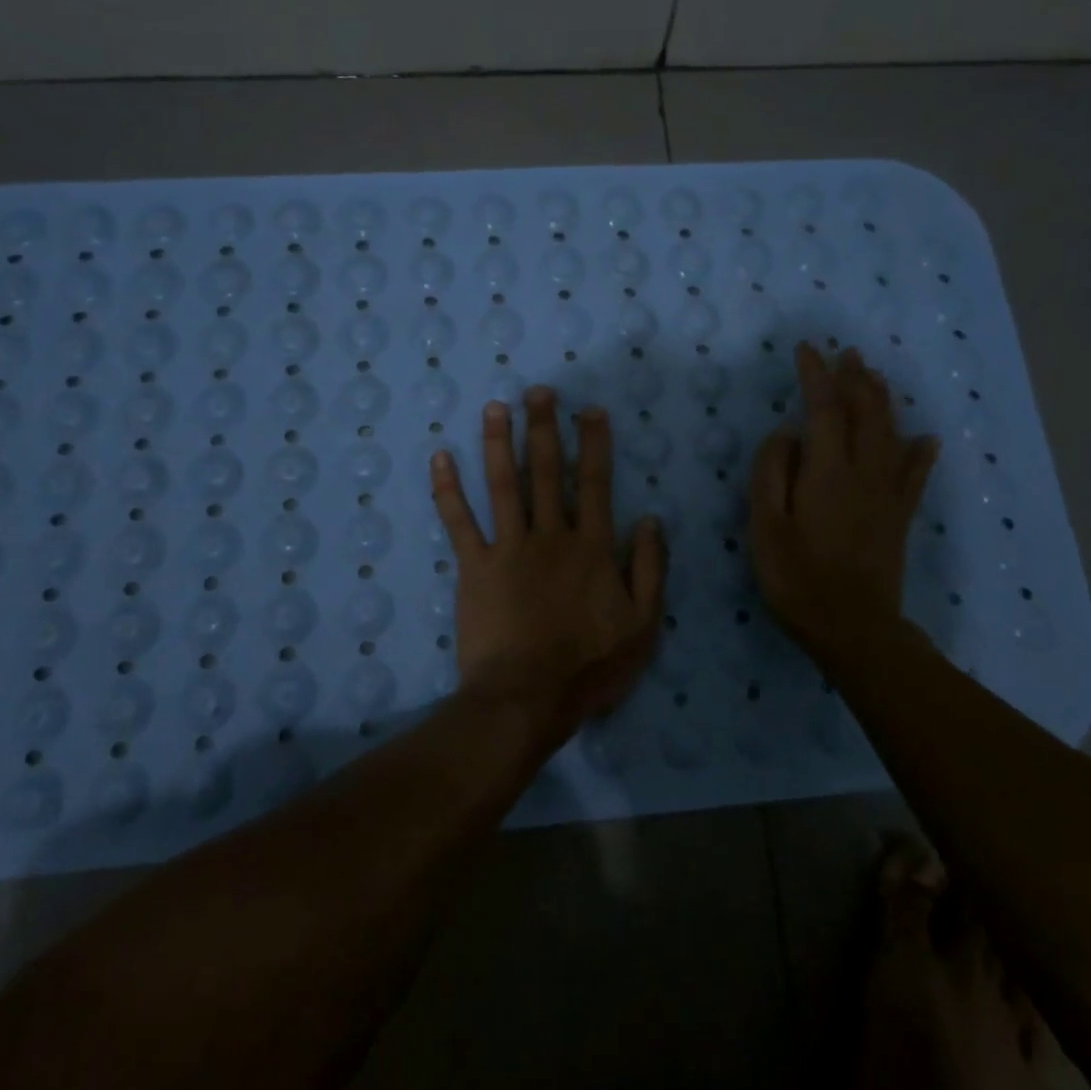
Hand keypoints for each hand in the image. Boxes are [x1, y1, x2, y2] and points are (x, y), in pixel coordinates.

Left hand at [431, 387, 667, 736]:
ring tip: (495, 407)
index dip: (593, 443)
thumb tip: (650, 518)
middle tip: (538, 391)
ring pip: (503, 484)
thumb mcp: (643, 624)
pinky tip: (440, 458)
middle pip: (547, 471)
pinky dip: (447, 489)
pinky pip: (458, 522)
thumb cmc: (590, 666)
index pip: (594, 482)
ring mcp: (508, 548)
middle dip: (544, 427)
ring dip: (498, 443)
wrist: (528, 697)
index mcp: (592, 546)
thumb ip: (650, 568)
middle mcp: (550, 535)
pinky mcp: (474, 567)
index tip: (589, 411)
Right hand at [748, 343, 939, 655]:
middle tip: (847, 353)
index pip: (825, 409)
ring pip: (891, 435)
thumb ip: (771, 473)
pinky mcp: (899, 517)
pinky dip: (920, 453)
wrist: (852, 627)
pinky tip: (927, 439)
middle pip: (866, 413)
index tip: (806, 349)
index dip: (816, 375)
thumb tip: (787, 433)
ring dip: (883, 401)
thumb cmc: (797, 577)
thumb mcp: (765, 526)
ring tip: (874, 378)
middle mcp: (863, 473)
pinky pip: (915, 476)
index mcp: (827, 472)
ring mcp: (887, 495)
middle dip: (855, 379)